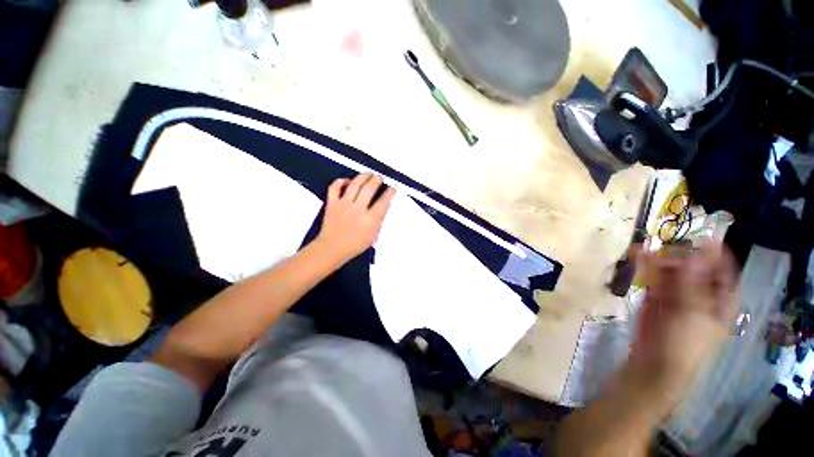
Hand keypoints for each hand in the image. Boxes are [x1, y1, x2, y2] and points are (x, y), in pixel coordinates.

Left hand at [315, 173, 395, 263]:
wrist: (332, 249)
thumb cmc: (355, 245)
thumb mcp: (374, 236)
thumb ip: (379, 220)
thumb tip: (383, 206)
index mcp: (370, 219)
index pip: (383, 201)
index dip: (390, 192)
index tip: (393, 187)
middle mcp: (358, 209)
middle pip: (369, 188)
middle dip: (377, 180)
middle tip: (379, 178)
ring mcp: (344, 204)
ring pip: (355, 184)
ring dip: (363, 176)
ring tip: (368, 174)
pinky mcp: (332, 203)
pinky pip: (335, 187)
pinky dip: (341, 181)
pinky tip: (347, 180)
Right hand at [625, 243, 739, 414]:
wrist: (654, 366)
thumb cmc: (683, 344)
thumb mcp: (692, 312)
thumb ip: (693, 281)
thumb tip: (697, 251)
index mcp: (720, 301)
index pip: (723, 271)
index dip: (715, 253)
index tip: (701, 235)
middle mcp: (700, 295)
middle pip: (694, 268)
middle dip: (681, 254)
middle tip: (665, 244)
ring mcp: (676, 296)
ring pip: (670, 272)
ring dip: (659, 258)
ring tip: (645, 245)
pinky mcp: (655, 299)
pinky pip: (652, 279)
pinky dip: (644, 267)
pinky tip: (636, 255)